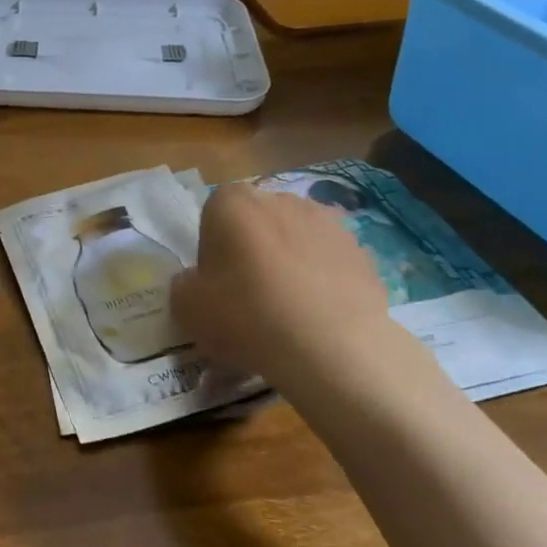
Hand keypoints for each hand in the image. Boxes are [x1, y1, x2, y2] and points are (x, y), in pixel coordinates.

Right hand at [171, 184, 402, 397]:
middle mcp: (280, 199)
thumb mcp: (187, 307)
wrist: (331, 347)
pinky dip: (323, 280)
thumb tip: (195, 282)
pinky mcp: (362, 250)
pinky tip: (318, 316)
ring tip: (289, 309)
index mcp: (232, 203)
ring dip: (290, 262)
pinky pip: (329, 261)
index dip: (212, 248)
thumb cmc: (245, 315)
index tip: (216, 282)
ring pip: (296, 238)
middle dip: (252, 249)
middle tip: (249, 295)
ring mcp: (327, 222)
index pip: (213, 214)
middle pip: (257, 221)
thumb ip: (184, 284)